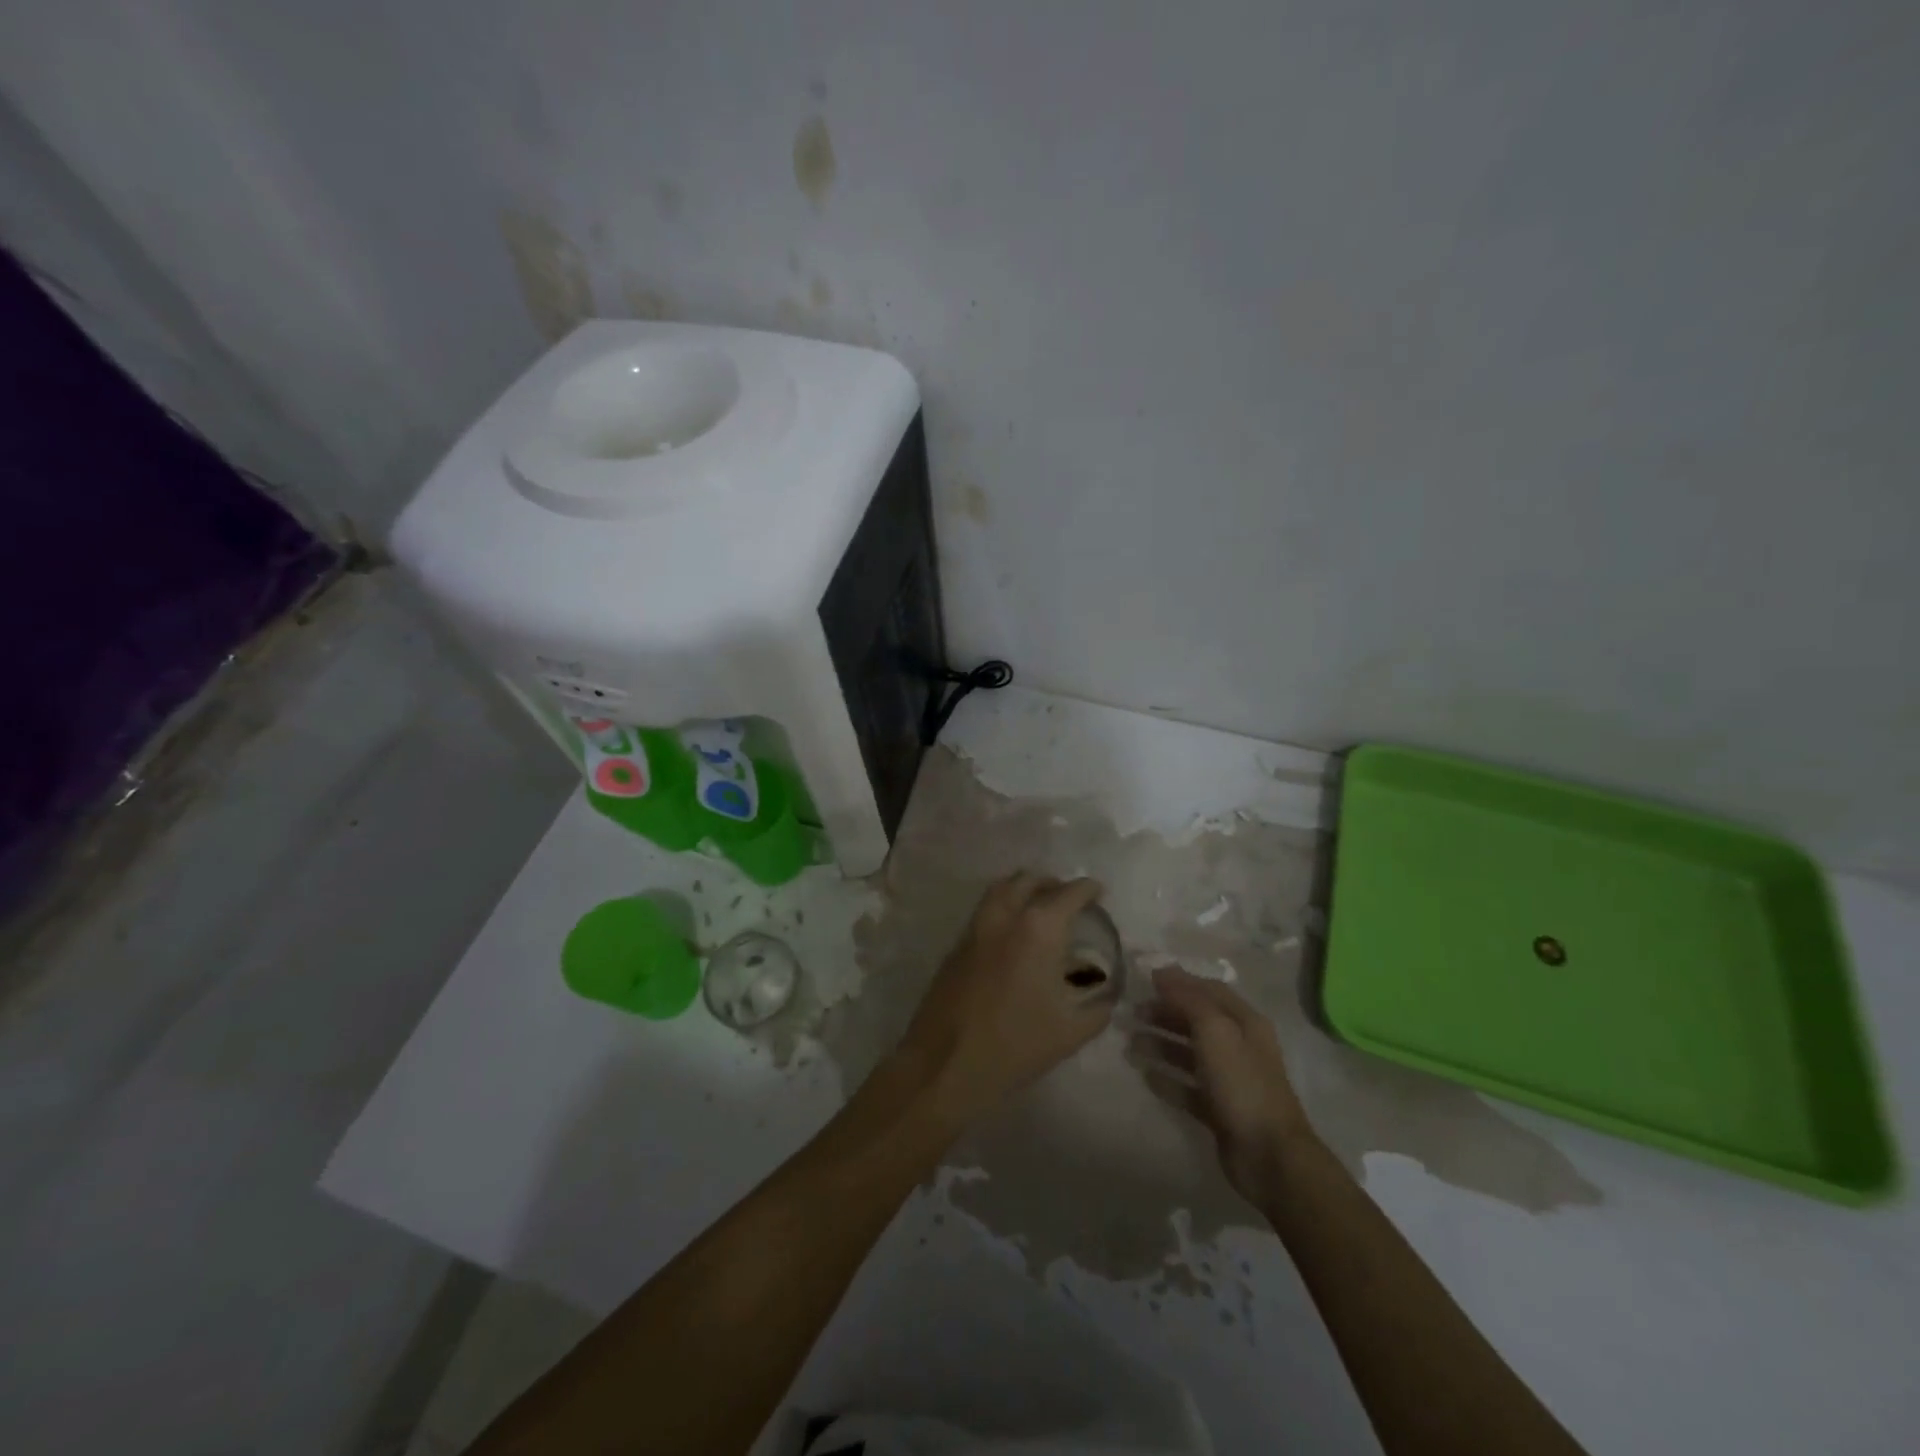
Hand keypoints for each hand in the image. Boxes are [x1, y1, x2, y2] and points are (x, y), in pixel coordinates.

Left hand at [897, 873, 1113, 1123]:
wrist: (946, 1063)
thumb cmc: (1016, 1045)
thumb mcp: (1071, 1031)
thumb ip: (1098, 1006)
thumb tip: (1106, 993)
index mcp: (1038, 929)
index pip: (1069, 893)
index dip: (1088, 889)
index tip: (1099, 892)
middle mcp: (1005, 916)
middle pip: (1029, 880)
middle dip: (1053, 884)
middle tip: (1069, 900)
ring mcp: (975, 928)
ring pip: (1001, 889)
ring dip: (1023, 889)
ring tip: (1040, 909)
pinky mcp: (956, 945)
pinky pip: (984, 911)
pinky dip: (1003, 909)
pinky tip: (1013, 937)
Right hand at [1133, 965, 1315, 1204]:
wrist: (1269, 1156)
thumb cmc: (1242, 1083)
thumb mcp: (1215, 1030)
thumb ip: (1188, 999)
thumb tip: (1162, 973)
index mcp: (1245, 1022)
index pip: (1209, 991)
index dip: (1179, 982)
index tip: (1145, 978)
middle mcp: (1238, 1046)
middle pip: (1196, 1020)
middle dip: (1165, 1013)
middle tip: (1132, 1014)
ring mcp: (1229, 1080)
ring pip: (1189, 1053)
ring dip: (1161, 1045)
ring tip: (1130, 1044)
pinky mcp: (1219, 1110)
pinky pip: (1188, 1087)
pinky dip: (1167, 1079)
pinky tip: (1145, 1076)